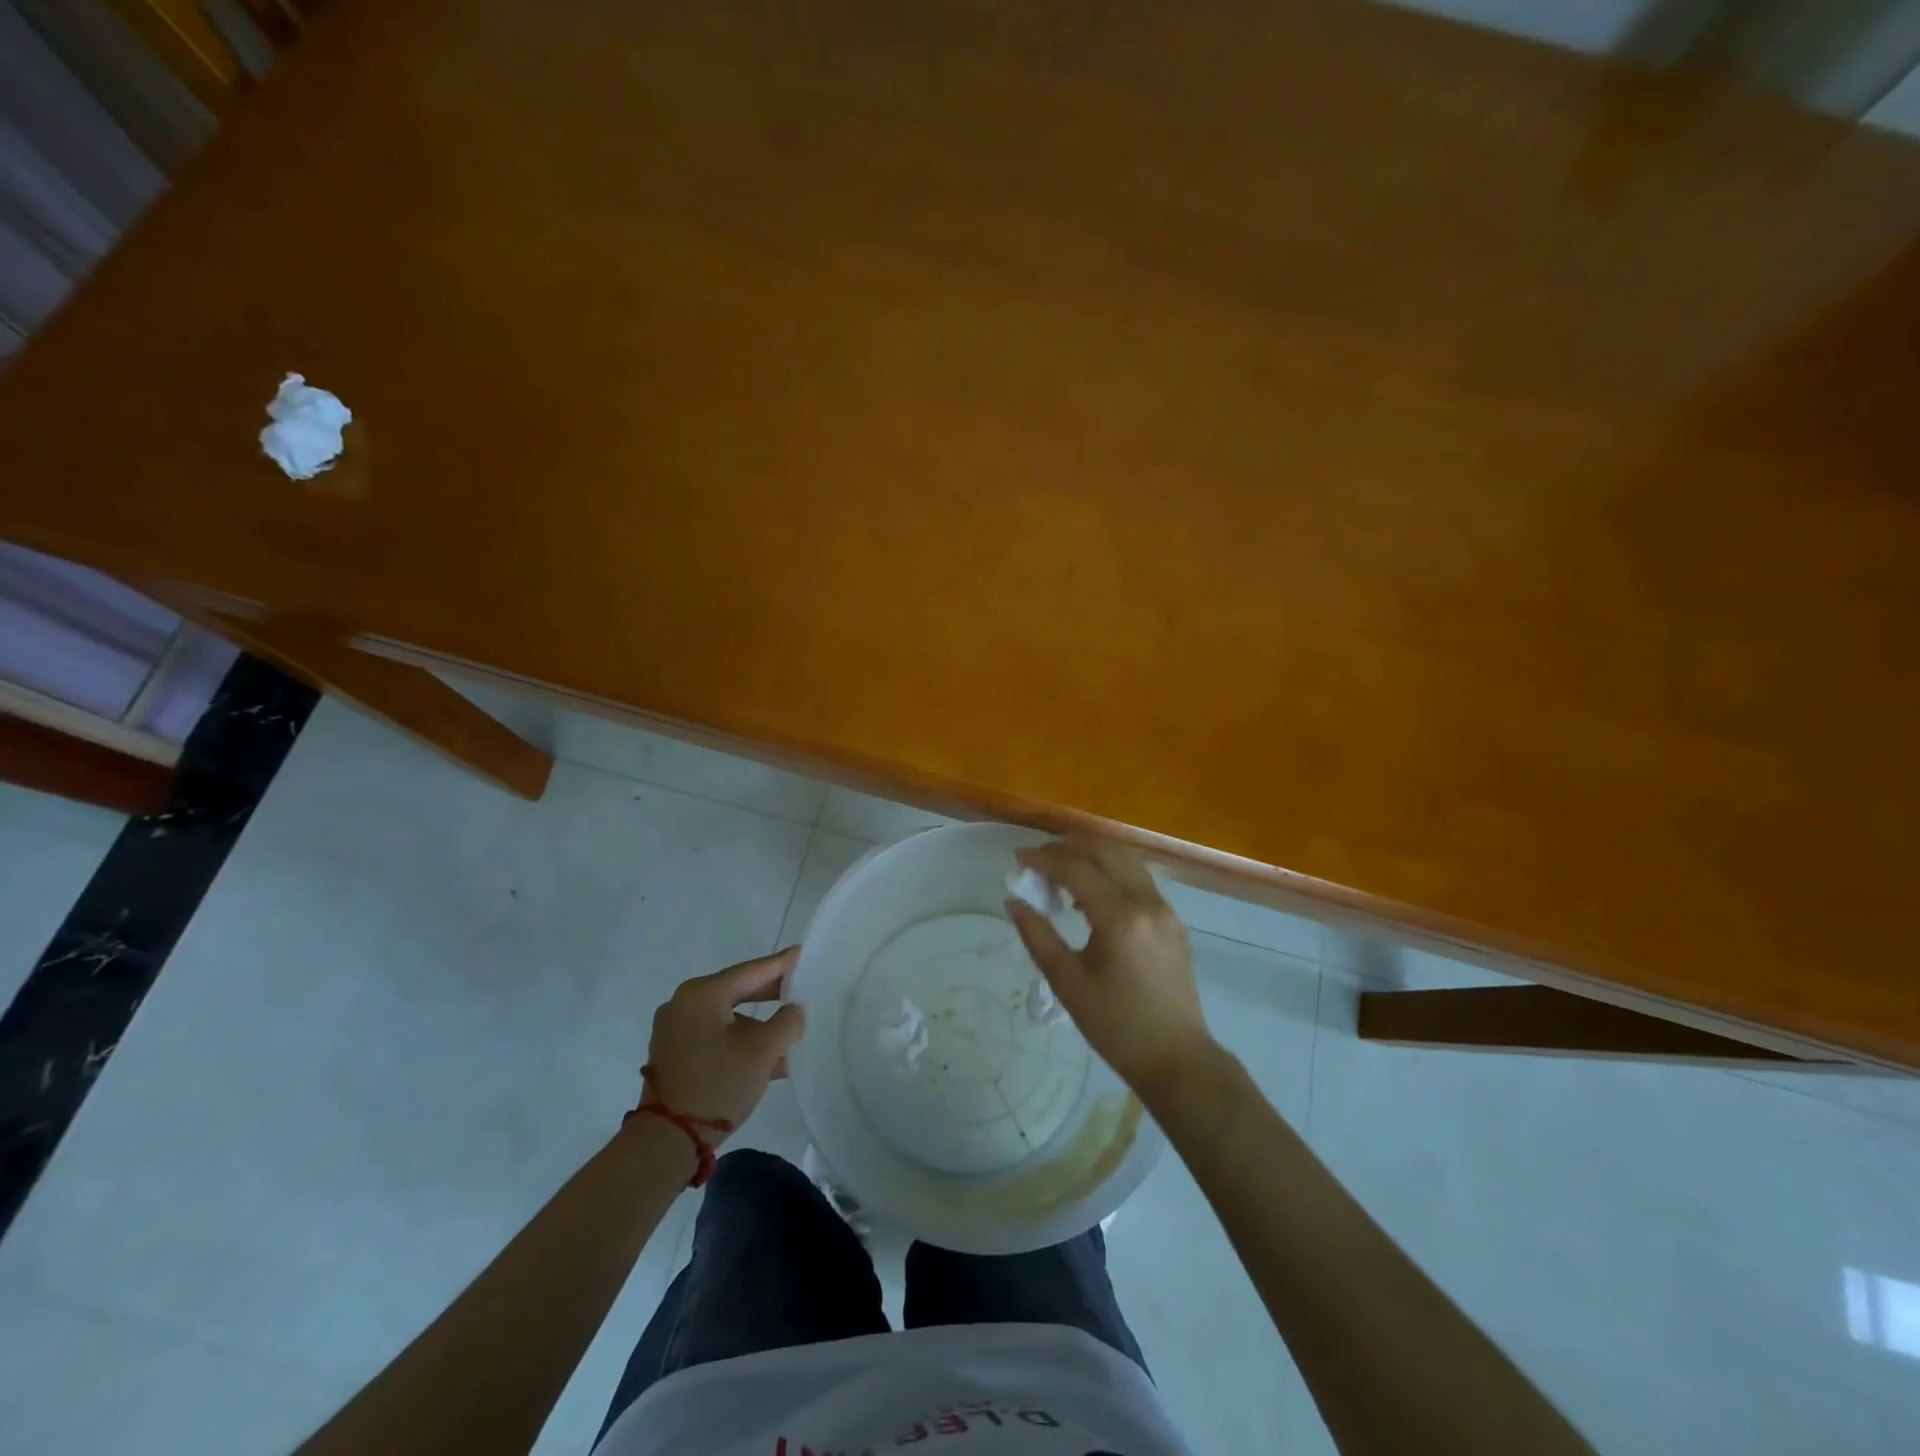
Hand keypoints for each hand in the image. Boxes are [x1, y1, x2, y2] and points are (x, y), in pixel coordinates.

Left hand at [642, 947, 805, 1135]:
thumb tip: (794, 1010)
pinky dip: (737, 1040)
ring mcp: (673, 1029)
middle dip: (769, 995)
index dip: (780, 964)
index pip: (751, 971)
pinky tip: (763, 1058)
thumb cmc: (718, 1085)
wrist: (666, 1141)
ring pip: (726, 1017)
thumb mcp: (763, 1052)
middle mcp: (682, 1003)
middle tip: (798, 990)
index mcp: (702, 994)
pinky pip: (712, 1034)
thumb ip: (787, 1022)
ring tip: (786, 1039)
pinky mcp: (671, 1052)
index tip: (801, 953)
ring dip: (755, 1026)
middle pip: (736, 990)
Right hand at [1005, 839, 1214, 1100]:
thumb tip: (1013, 901)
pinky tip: (1091, 893)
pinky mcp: (1173, 920)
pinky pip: (1138, 878)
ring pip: (1125, 859)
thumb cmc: (1116, 1027)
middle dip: (1068, 847)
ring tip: (1061, 872)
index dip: (1044, 858)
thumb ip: (1038, 936)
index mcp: (1120, 918)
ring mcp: (1165, 909)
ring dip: (1092, 855)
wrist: (1177, 1059)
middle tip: (1038, 859)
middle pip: (1105, 851)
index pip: (1077, 868)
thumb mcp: (1068, 983)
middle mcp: (1147, 902)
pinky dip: (1111, 872)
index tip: (1019, 858)